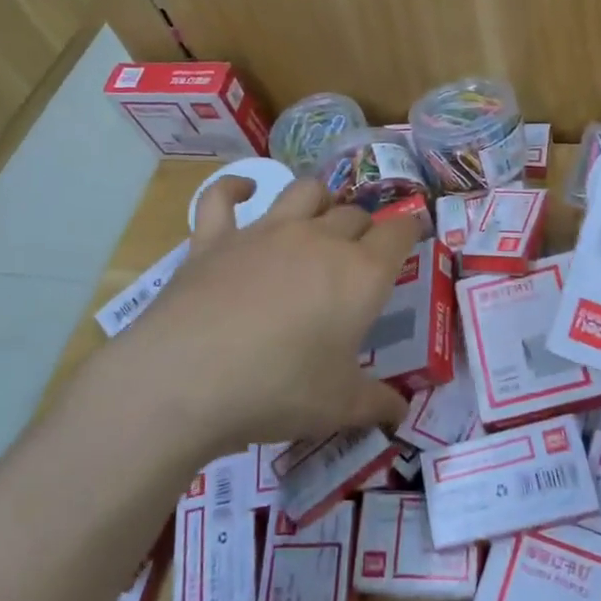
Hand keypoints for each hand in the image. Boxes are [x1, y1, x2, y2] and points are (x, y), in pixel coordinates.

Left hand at [79, 176, 419, 457]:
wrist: (187, 380)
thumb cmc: (279, 391)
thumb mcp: (339, 407)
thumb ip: (377, 404)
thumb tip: (401, 412)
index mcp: (360, 274)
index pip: (399, 233)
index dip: (410, 229)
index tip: (413, 233)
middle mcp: (319, 240)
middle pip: (354, 213)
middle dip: (365, 226)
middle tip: (362, 250)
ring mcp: (264, 232)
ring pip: (305, 192)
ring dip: (320, 198)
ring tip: (320, 215)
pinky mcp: (215, 239)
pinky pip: (222, 197)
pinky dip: (234, 188)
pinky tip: (242, 191)